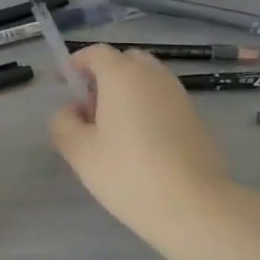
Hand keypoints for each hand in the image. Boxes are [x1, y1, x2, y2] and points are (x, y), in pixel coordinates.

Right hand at [49, 44, 254, 259]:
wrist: (195, 207)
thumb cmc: (128, 173)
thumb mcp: (79, 152)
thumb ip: (63, 124)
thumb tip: (71, 112)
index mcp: (122, 75)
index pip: (96, 53)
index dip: (76, 63)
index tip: (64, 83)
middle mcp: (153, 76)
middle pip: (125, 61)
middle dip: (104, 76)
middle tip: (89, 108)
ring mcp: (180, 96)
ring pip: (147, 81)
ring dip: (127, 93)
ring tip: (114, 131)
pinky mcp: (196, 119)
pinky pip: (163, 101)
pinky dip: (147, 109)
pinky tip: (141, 145)